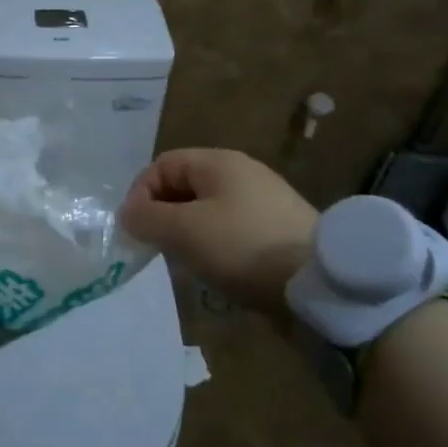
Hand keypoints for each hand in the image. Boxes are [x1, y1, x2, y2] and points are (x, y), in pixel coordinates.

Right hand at [120, 149, 317, 308]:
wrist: (319, 284)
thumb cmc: (243, 247)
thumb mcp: (183, 231)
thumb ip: (146, 219)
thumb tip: (128, 215)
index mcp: (218, 162)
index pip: (162, 165)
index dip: (140, 194)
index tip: (135, 231)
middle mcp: (242, 174)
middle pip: (184, 187)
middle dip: (162, 216)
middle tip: (157, 249)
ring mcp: (263, 202)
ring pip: (206, 212)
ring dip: (187, 235)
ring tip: (185, 264)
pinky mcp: (278, 231)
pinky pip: (231, 231)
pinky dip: (214, 247)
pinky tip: (216, 271)